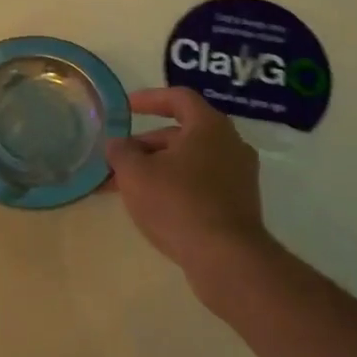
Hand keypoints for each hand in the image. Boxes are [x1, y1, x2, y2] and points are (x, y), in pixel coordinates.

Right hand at [105, 88, 273, 284]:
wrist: (226, 259)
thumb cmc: (178, 203)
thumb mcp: (135, 173)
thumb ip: (121, 152)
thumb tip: (117, 144)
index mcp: (209, 126)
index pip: (178, 98)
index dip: (149, 99)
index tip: (125, 108)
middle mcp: (230, 144)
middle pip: (182, 133)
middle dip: (146, 145)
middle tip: (117, 160)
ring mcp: (238, 176)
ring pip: (189, 162)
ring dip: (157, 169)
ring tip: (125, 187)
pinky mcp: (239, 205)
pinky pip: (201, 185)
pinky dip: (175, 187)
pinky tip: (152, 207)